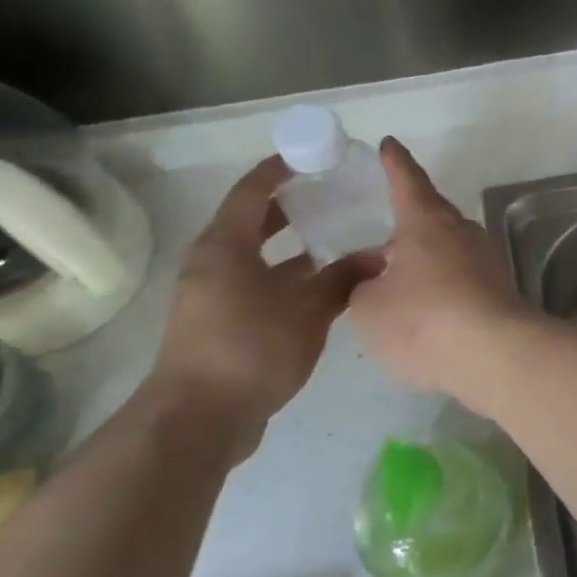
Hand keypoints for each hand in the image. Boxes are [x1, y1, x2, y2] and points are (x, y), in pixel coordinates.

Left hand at [147, 155, 370, 461]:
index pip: (252, 191)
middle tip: (332, 196)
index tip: (313, 157)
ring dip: (290, 247)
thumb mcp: (307, 311)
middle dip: (290, 207)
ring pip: (255, 257)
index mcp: (225, 246)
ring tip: (335, 240)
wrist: (198, 419)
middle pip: (251, 221)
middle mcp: (212, 263)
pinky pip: (255, 284)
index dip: (280, 169)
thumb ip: (343, 279)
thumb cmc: (250, 349)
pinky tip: (320, 288)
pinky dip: (284, 277)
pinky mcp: (218, 324)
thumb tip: (378, 256)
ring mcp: (212, 296)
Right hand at [346, 138, 533, 392]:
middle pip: (432, 215)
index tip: (390, 144)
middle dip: (410, 219)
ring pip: (449, 248)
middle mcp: (461, 231)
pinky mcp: (500, 290)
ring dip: (427, 257)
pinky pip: (462, 278)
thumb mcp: (370, 307)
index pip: (407, 181)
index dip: (395, 163)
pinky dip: (443, 286)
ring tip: (400, 275)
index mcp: (426, 221)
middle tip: (387, 225)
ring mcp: (486, 260)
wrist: (496, 355)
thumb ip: (362, 287)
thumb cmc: (423, 320)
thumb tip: (374, 277)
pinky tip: (428, 308)